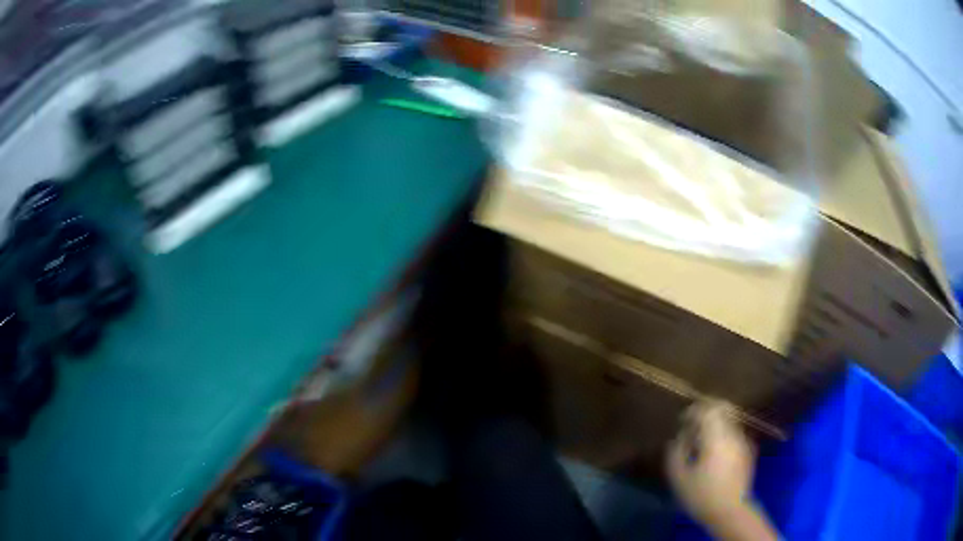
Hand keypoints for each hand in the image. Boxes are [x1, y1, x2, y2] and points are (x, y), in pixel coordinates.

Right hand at [667, 401, 775, 540]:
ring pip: (729, 421)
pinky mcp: (748, 452)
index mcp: (716, 438)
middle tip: (692, 427)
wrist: (729, 512)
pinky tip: (712, 456)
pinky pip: (733, 435)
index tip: (683, 421)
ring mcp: (743, 442)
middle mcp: (733, 435)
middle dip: (706, 414)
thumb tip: (680, 436)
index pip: (709, 409)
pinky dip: (722, 437)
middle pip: (722, 410)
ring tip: (700, 444)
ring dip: (714, 426)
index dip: (694, 410)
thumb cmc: (701, 496)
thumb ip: (676, 452)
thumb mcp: (679, 478)